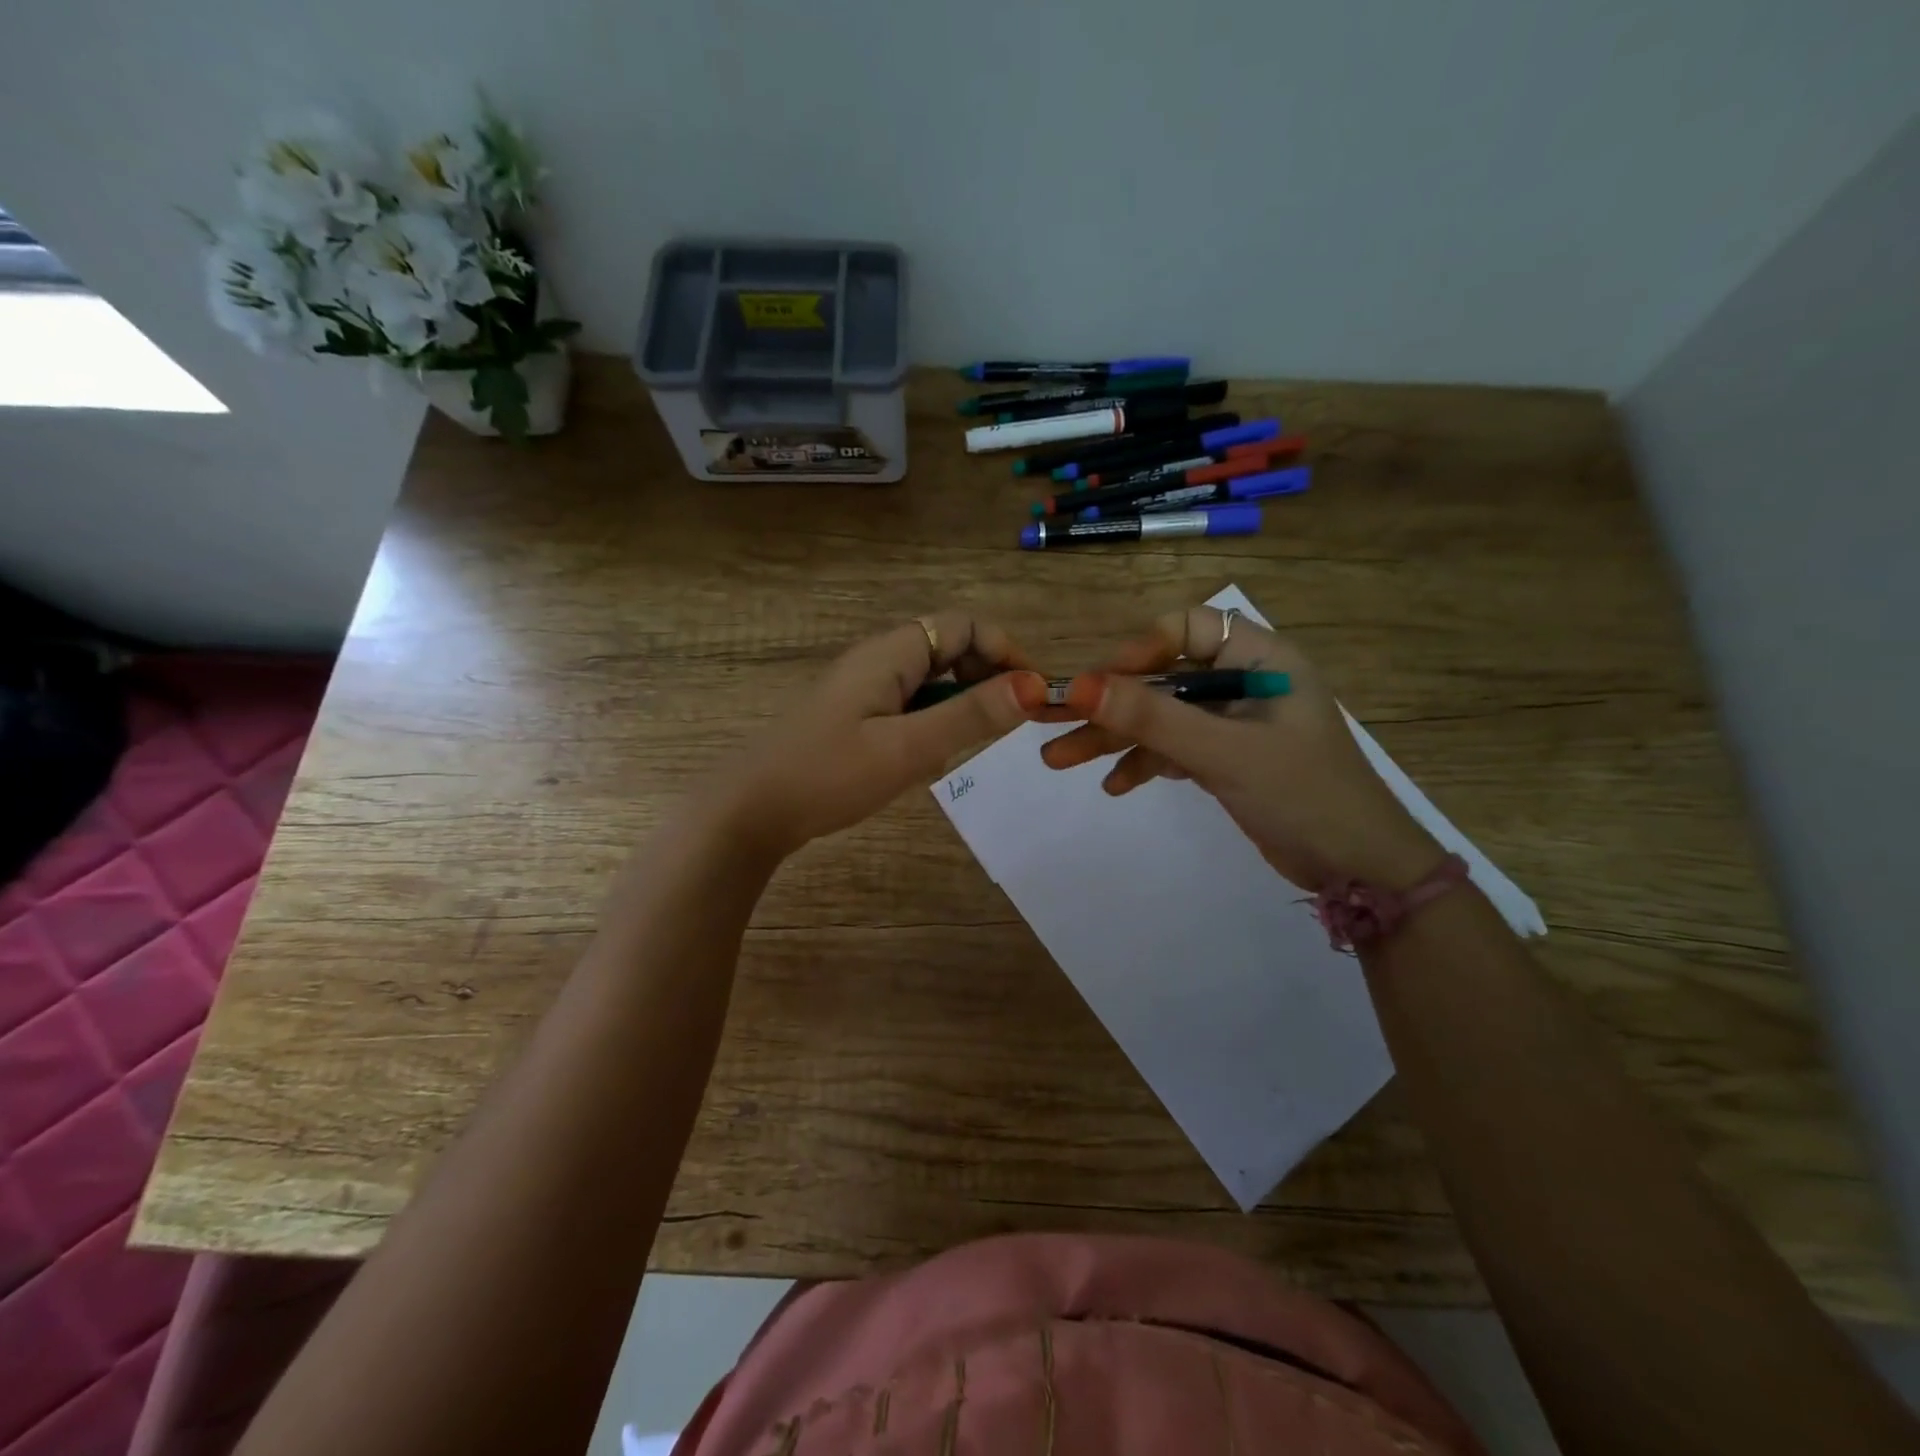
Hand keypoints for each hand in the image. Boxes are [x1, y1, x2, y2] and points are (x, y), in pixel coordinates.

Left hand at [719, 613, 1045, 858]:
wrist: (751, 811)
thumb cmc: (829, 775)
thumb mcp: (908, 748)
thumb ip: (970, 716)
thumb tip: (1034, 686)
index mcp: (891, 653)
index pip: (964, 625)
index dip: (1005, 650)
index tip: (1033, 694)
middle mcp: (879, 659)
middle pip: (950, 647)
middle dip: (987, 677)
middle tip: (1008, 724)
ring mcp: (864, 687)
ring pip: (932, 679)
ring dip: (960, 703)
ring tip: (966, 745)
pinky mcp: (856, 715)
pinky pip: (910, 704)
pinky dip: (932, 722)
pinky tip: (925, 758)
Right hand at [1041, 606, 1445, 892]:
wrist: (1359, 870)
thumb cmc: (1303, 795)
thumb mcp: (1223, 752)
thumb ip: (1152, 719)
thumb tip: (1080, 686)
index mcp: (1260, 659)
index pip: (1190, 627)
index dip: (1142, 647)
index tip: (1100, 682)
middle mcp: (1243, 683)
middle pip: (1163, 677)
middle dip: (1109, 702)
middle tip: (1050, 719)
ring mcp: (1232, 724)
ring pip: (1161, 717)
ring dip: (1113, 737)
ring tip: (1058, 759)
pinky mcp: (1225, 759)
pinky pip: (1172, 749)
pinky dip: (1142, 763)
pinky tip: (1113, 786)